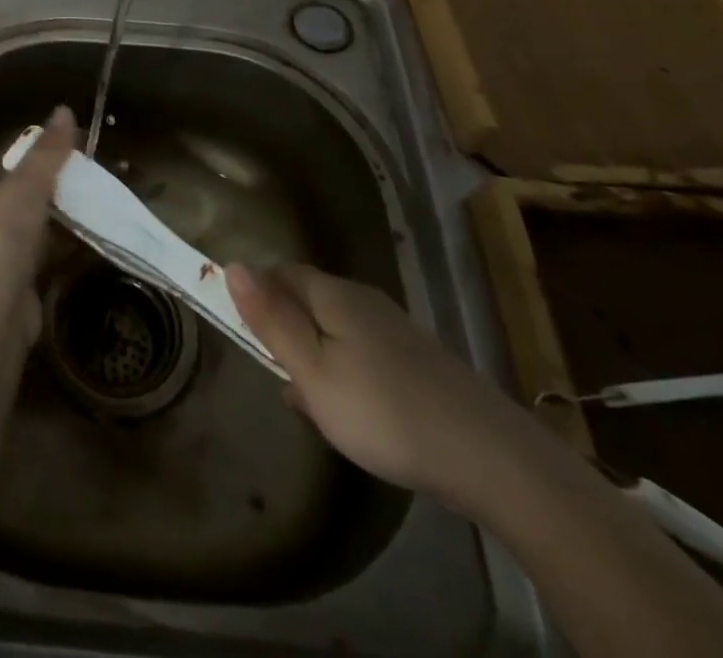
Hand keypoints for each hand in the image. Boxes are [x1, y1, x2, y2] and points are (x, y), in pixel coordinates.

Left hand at [0, 105, 77, 341]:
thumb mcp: (24, 187)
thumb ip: (45, 152)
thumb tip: (64, 110)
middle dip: (6, 197)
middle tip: (40, 179)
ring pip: (5, 238)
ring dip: (30, 225)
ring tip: (64, 204)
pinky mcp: (3, 293)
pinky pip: (26, 264)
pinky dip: (46, 252)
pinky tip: (73, 241)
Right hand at [228, 263, 536, 504]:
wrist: (489, 456)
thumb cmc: (383, 411)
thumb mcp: (312, 371)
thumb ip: (271, 320)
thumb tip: (233, 265)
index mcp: (333, 294)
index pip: (280, 272)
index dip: (256, 294)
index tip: (243, 332)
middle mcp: (363, 300)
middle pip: (309, 298)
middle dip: (284, 326)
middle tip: (273, 372)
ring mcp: (395, 330)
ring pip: (335, 329)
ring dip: (313, 353)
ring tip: (307, 400)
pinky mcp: (418, 361)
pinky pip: (362, 352)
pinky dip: (344, 372)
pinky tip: (349, 412)